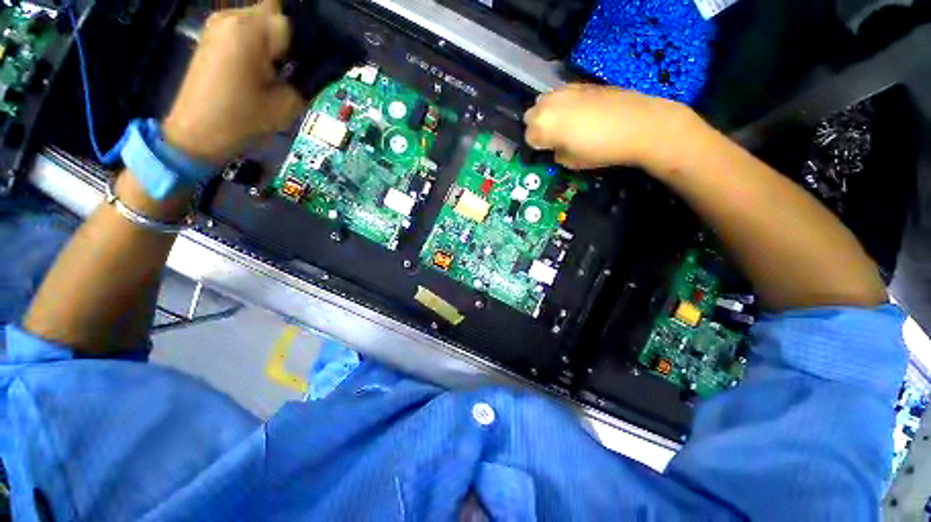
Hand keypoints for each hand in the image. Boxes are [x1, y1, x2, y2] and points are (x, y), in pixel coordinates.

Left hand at [162, 0, 304, 164]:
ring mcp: (218, 25)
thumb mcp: (287, 105)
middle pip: (275, 13)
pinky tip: (264, 68)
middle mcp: (232, 18)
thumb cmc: (242, 121)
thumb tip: (322, 67)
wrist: (196, 134)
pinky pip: (246, 29)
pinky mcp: (212, 36)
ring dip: (276, 41)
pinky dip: (260, 43)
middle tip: (300, 66)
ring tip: (281, 70)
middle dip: (292, 37)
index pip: (291, 21)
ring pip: (261, 19)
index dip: (308, 40)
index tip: (314, 62)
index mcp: (250, 32)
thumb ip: (307, 80)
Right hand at [524, 84, 694, 170]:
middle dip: (537, 127)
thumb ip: (556, 153)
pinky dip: (563, 104)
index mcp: (542, 127)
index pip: (528, 137)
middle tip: (552, 137)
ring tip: (564, 124)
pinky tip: (578, 113)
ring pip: (544, 101)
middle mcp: (548, 105)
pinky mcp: (581, 84)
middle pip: (530, 116)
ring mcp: (565, 91)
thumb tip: (555, 147)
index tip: (547, 151)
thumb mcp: (571, 162)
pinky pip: (561, 94)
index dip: (537, 146)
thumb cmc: (600, 149)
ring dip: (548, 113)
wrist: (637, 125)